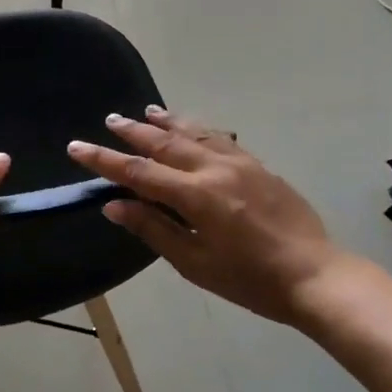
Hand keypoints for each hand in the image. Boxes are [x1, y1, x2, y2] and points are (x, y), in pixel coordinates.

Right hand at [68, 107, 348, 327]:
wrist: (314, 275)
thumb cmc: (249, 280)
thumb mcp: (195, 262)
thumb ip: (154, 229)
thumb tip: (115, 205)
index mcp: (195, 195)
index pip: (138, 171)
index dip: (104, 159)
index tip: (77, 147)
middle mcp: (215, 170)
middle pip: (165, 142)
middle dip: (133, 131)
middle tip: (110, 119)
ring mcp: (241, 164)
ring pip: (195, 133)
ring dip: (167, 121)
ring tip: (146, 112)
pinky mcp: (259, 167)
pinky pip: (221, 138)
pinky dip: (199, 129)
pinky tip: (193, 128)